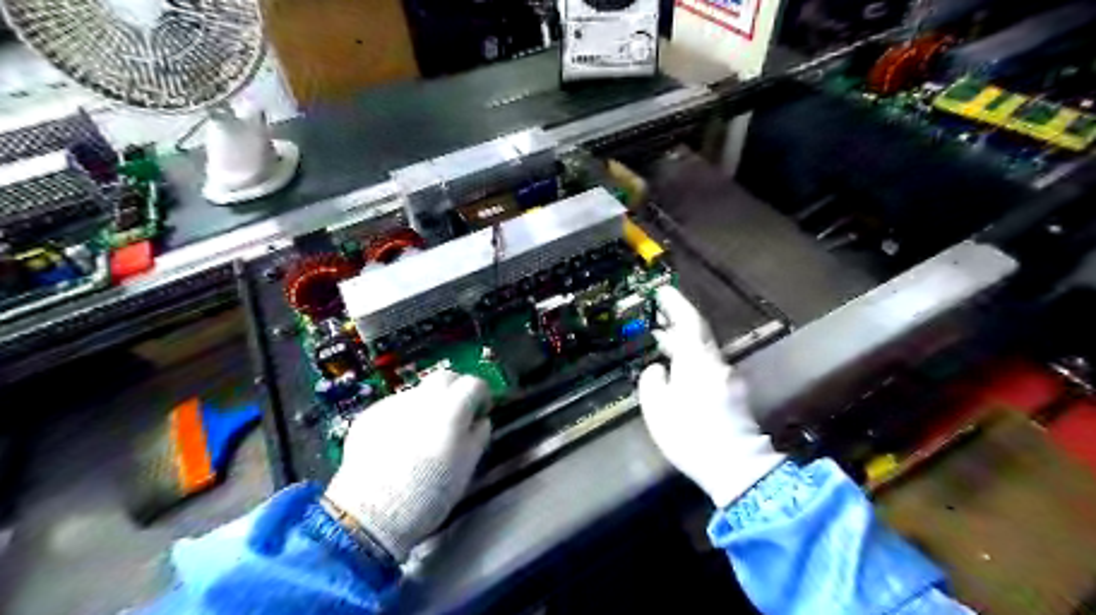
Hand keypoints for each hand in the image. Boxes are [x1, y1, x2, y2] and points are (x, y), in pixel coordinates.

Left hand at [323, 370, 489, 561]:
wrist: (370, 515)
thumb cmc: (428, 495)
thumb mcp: (466, 468)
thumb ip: (478, 437)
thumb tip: (480, 421)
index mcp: (451, 410)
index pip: (474, 383)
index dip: (482, 395)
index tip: (481, 411)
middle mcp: (422, 399)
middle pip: (445, 377)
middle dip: (456, 389)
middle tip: (458, 413)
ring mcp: (393, 405)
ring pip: (419, 391)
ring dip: (429, 403)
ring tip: (425, 433)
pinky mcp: (370, 415)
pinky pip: (396, 406)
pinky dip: (405, 416)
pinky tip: (399, 443)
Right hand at [639, 289, 783, 508]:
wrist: (736, 467)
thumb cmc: (691, 436)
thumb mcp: (658, 409)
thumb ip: (653, 381)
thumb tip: (658, 368)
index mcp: (697, 362)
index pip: (688, 322)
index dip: (676, 304)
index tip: (663, 291)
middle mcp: (716, 364)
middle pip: (698, 335)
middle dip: (677, 323)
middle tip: (656, 318)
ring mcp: (727, 379)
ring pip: (702, 352)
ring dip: (683, 344)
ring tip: (661, 344)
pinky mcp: (732, 395)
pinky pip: (708, 367)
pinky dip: (691, 361)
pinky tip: (678, 372)